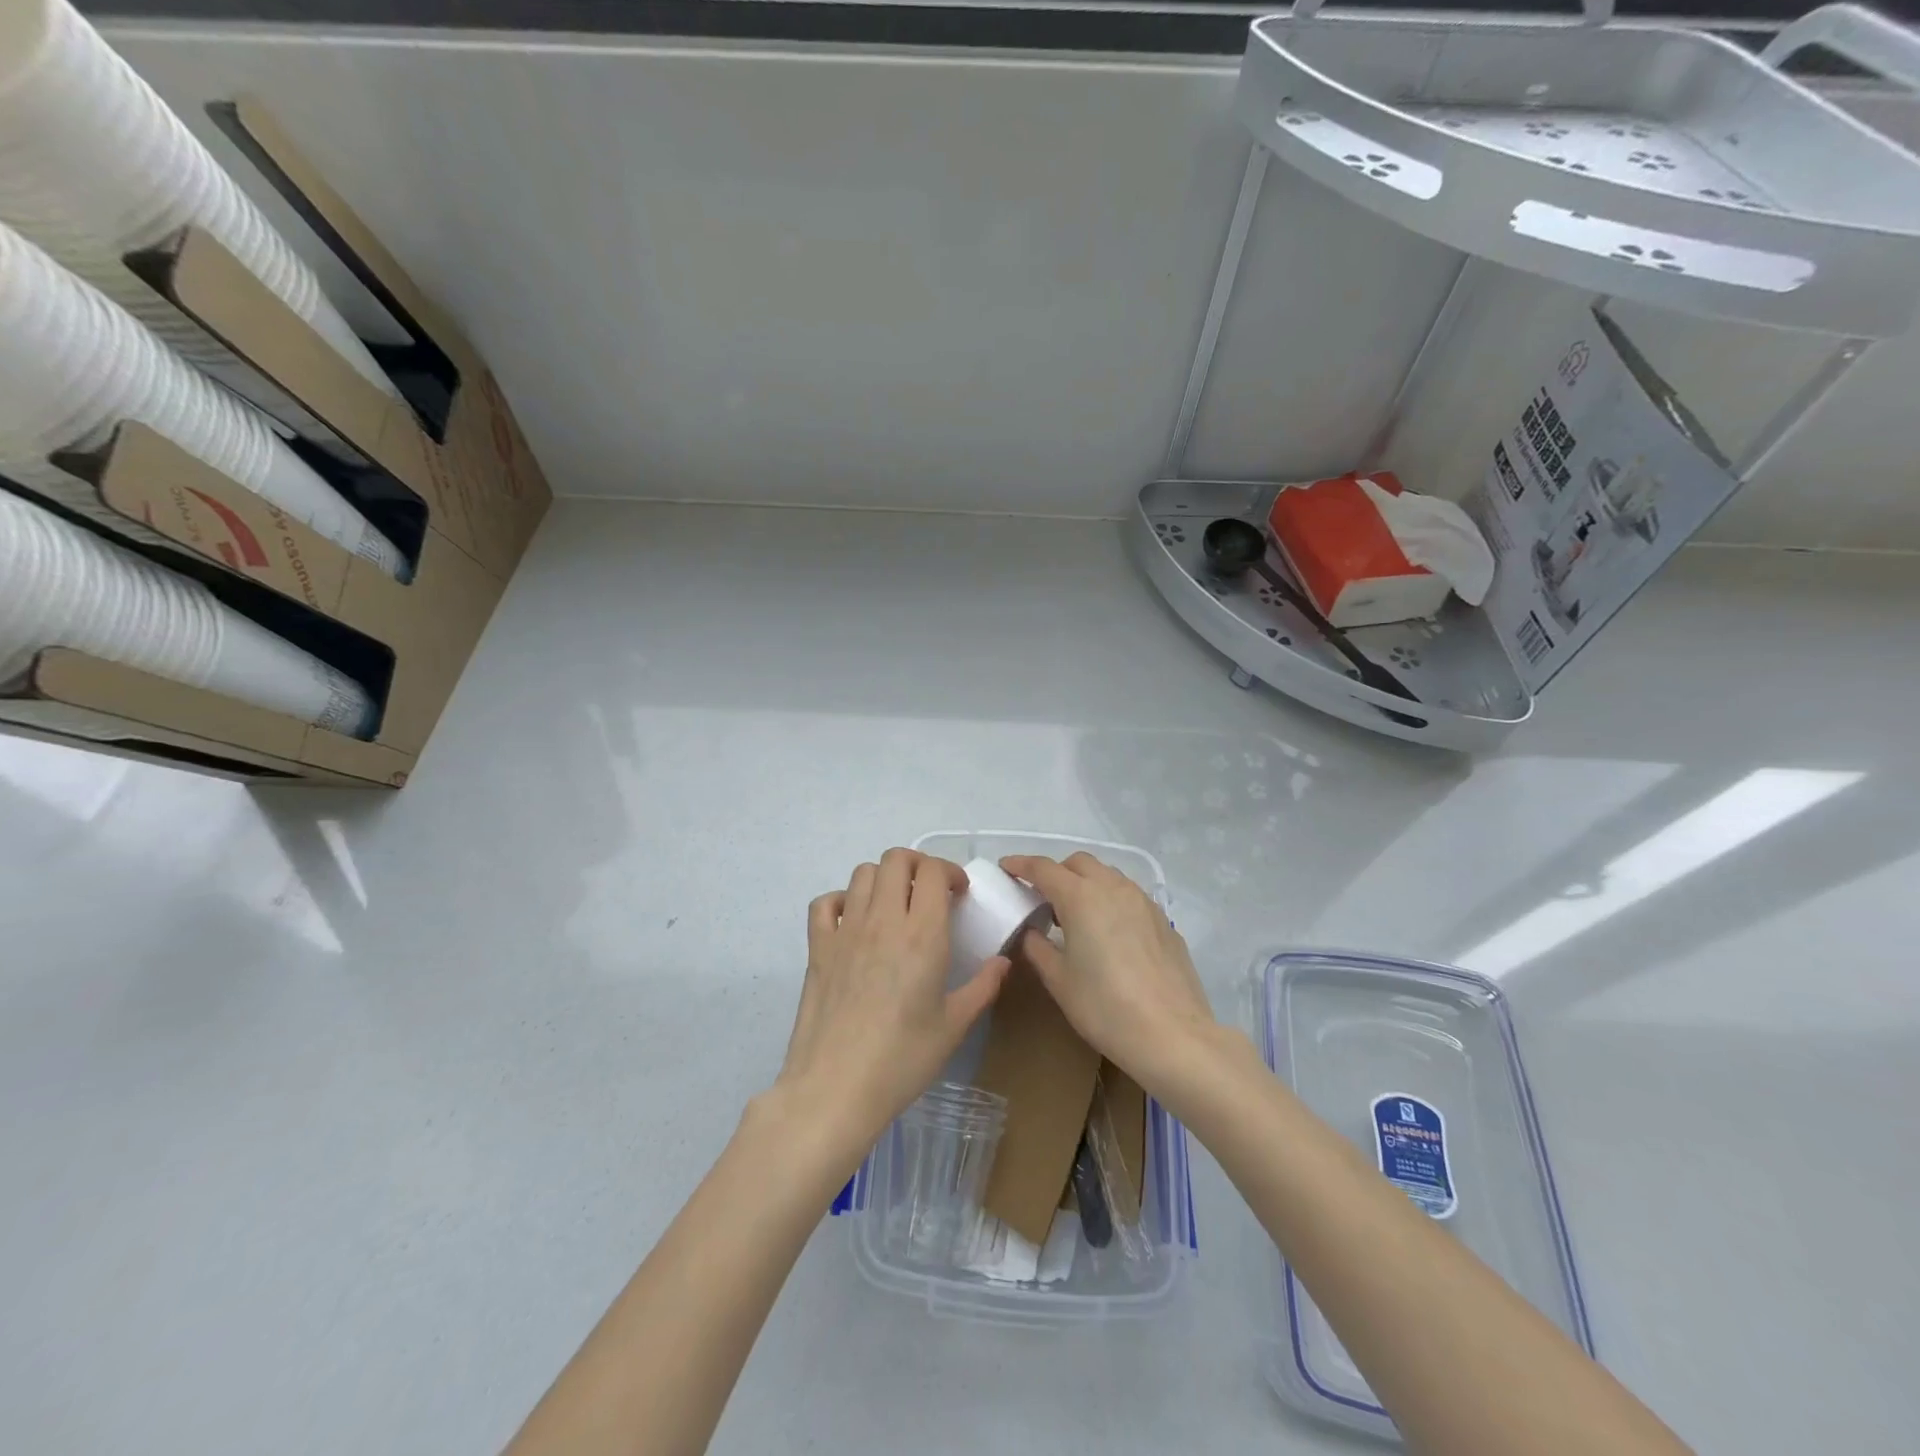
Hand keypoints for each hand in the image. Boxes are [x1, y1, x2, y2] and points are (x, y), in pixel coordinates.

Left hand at [777, 849, 1009, 1151]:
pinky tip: (854, 922)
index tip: (958, 894)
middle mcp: (882, 920)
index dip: (949, 872)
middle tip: (929, 892)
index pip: (933, 872)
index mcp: (922, 935)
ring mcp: (845, 931)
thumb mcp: (954, 1027)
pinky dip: (842, 900)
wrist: (835, 1088)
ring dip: (883, 878)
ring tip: (894, 905)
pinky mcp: (817, 947)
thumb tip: (1003, 962)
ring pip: (862, 873)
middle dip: (917, 865)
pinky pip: (825, 903)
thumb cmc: (902, 1060)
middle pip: (895, 859)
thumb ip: (982, 987)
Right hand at [1000, 853, 1216, 1092]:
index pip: (1043, 868)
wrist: (1173, 1035)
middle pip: (1078, 863)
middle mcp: (1113, 888)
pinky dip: (1110, 900)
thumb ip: (1038, 948)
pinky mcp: (1163, 920)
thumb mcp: (1059, 980)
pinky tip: (1108, 932)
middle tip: (1041, 897)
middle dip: (1056, 872)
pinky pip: (1129, 896)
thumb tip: (1031, 932)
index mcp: (1081, 897)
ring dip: (1086, 883)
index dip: (1021, 864)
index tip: (1006, 867)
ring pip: (1108, 876)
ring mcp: (1143, 901)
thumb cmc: (1105, 1007)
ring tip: (1075, 915)